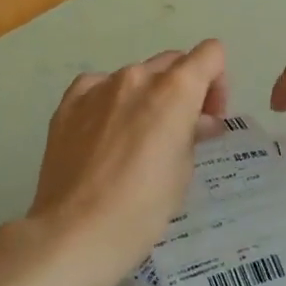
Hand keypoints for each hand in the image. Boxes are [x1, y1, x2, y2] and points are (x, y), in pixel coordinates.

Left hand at [16, 41, 229, 285]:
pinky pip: (97, 87)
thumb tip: (199, 121)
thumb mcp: (183, 171)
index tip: (208, 117)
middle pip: (172, 63)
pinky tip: (105, 134)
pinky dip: (109, 102)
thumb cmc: (143, 207)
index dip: (217, 81)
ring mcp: (98, 86)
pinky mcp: (68, 103)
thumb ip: (193, 133)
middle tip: (180, 130)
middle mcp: (137, 77)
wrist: (76, 232)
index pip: (210, 54)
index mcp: (174, 90)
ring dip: (146, 97)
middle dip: (184, 89)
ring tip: (137, 139)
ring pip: (135, 77)